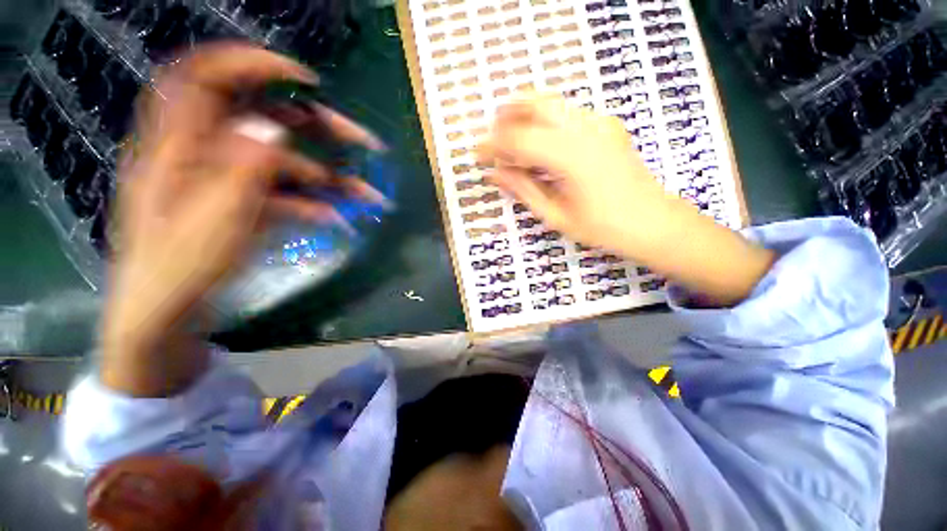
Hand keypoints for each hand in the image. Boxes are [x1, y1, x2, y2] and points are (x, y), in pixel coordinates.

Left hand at [102, 43, 384, 394]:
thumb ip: (241, 167)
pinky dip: (313, 202)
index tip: (305, 80)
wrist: (167, 308)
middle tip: (363, 141)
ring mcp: (230, 177)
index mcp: (180, 143)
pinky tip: (336, 218)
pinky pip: (284, 192)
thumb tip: (272, 126)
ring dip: (330, 176)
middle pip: (266, 118)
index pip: (207, 75)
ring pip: (287, 161)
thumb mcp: (212, 217)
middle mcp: (208, 151)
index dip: (253, 65)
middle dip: (319, 128)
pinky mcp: (244, 200)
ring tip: (369, 196)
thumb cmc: (179, 265)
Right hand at [479, 93, 774, 306]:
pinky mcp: (606, 126)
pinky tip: (539, 148)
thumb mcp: (556, 215)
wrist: (653, 222)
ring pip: (551, 103)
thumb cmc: (603, 228)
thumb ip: (523, 189)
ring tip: (511, 145)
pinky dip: (544, 124)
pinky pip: (566, 114)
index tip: (476, 154)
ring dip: (524, 117)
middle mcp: (585, 128)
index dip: (493, 145)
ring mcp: (599, 123)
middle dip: (507, 116)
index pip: (519, 139)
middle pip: (536, 102)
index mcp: (571, 156)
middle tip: (493, 141)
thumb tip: (495, 174)